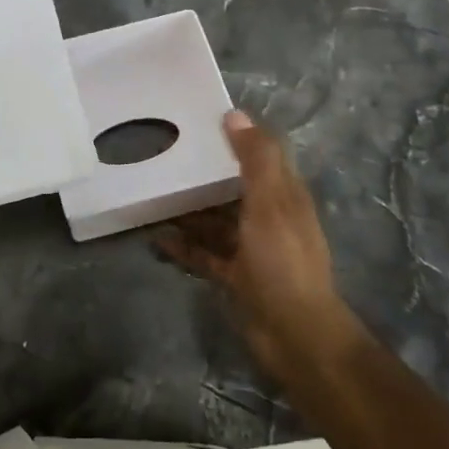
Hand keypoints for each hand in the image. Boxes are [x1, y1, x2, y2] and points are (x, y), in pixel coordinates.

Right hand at [155, 111, 353, 379]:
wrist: (294, 335)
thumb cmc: (282, 260)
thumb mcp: (270, 203)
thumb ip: (255, 159)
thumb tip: (235, 114)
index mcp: (284, 195)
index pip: (262, 155)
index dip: (236, 136)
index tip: (201, 120)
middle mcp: (268, 217)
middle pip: (233, 186)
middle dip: (205, 172)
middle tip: (166, 155)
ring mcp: (251, 248)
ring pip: (216, 220)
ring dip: (189, 209)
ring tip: (153, 194)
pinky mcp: (235, 275)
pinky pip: (204, 253)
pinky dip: (183, 245)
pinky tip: (156, 237)